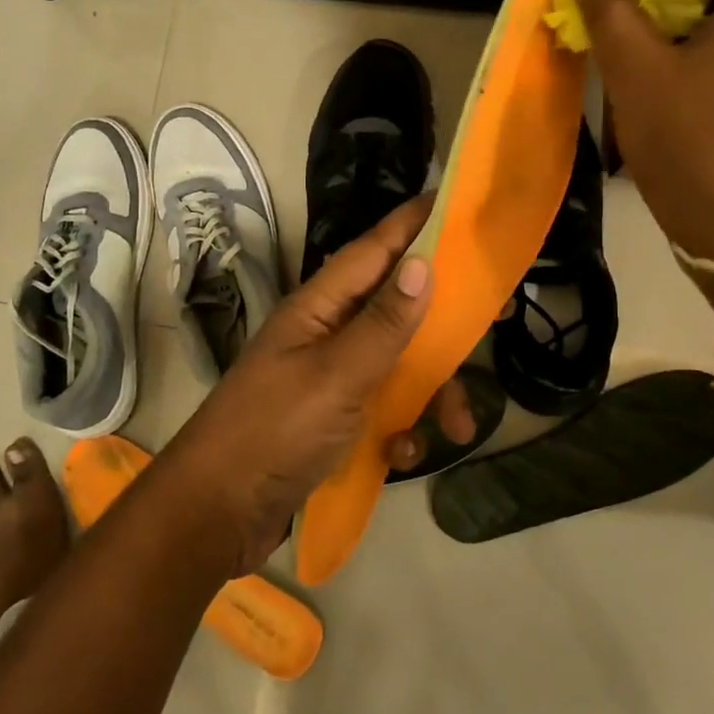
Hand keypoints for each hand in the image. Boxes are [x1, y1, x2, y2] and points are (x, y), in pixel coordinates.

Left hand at [159, 195, 475, 574]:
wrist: (218, 512)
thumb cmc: (275, 432)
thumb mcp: (337, 376)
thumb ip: (383, 324)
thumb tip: (423, 263)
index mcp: (319, 308)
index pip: (374, 250)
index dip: (413, 223)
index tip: (455, 200)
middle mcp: (327, 333)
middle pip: (397, 307)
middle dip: (443, 320)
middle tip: (495, 319)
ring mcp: (331, 378)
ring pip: (399, 364)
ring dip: (432, 392)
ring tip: (459, 427)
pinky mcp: (335, 419)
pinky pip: (384, 409)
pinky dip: (401, 429)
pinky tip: (401, 456)